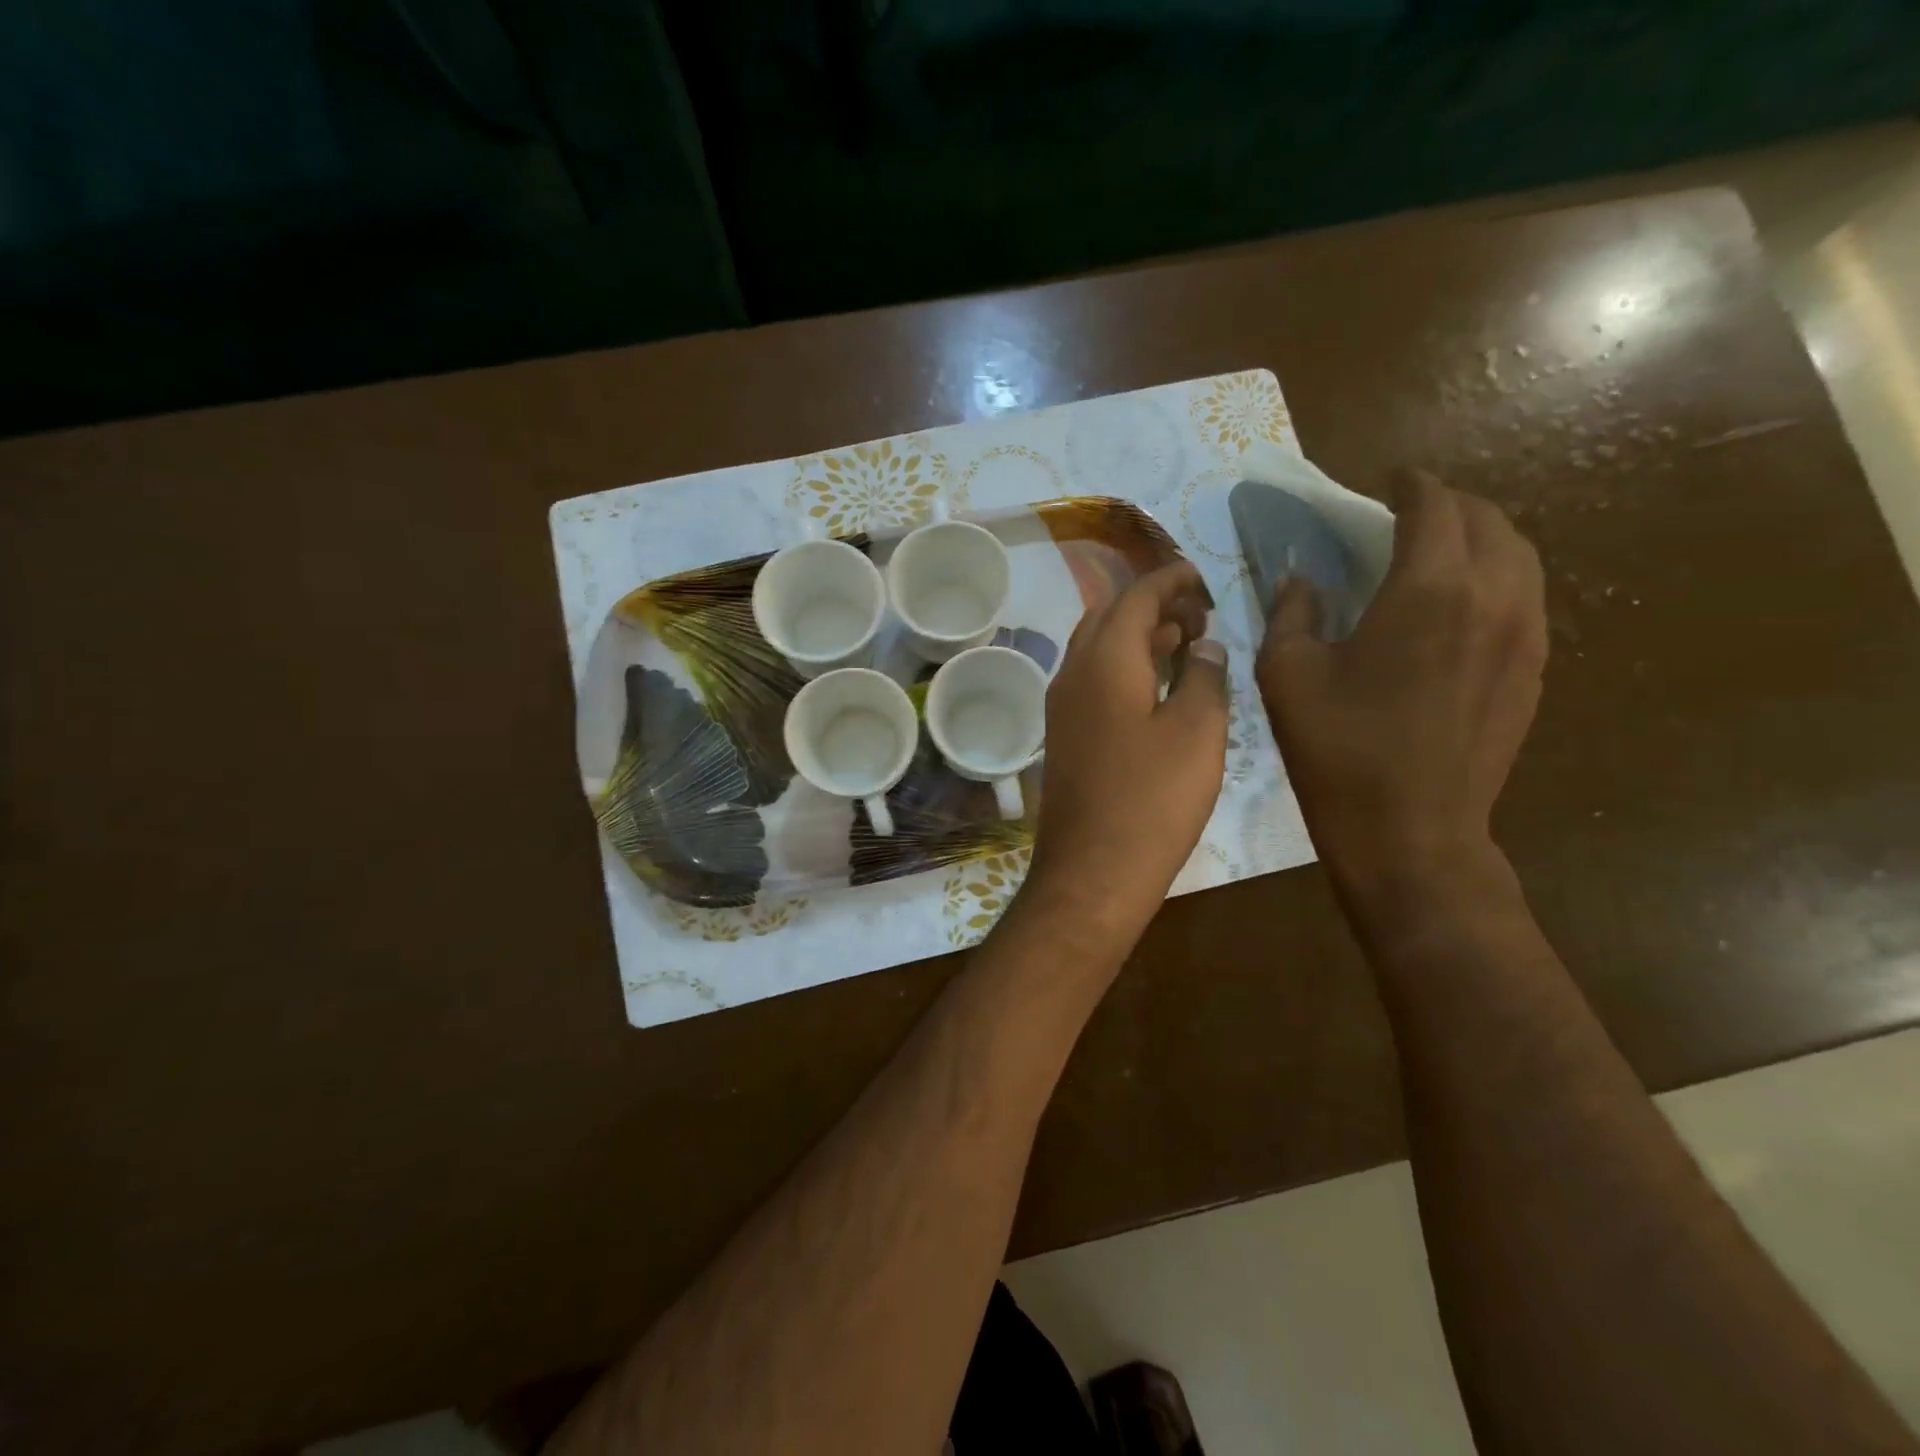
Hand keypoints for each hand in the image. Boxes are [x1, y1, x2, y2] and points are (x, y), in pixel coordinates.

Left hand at [1026, 561, 1228, 935]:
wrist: (1093, 870)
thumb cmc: (1153, 799)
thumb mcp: (1197, 732)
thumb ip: (1203, 676)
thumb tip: (1203, 643)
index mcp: (1103, 660)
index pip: (1134, 596)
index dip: (1169, 579)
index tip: (1200, 575)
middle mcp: (1072, 673)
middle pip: (1108, 616)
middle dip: (1151, 604)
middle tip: (1198, 612)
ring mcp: (1061, 706)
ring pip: (1097, 649)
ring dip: (1136, 635)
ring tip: (1183, 641)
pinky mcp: (1064, 736)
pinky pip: (1092, 680)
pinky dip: (1123, 666)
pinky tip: (1154, 686)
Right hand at [1255, 469, 1545, 903]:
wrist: (1411, 830)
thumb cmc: (1338, 749)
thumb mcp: (1287, 674)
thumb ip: (1293, 612)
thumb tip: (1304, 581)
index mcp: (1428, 588)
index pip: (1433, 504)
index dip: (1409, 484)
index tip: (1386, 480)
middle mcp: (1493, 595)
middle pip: (1486, 519)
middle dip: (1446, 504)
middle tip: (1404, 514)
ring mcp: (1525, 633)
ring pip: (1517, 554)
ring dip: (1477, 538)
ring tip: (1436, 552)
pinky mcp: (1534, 669)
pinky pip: (1525, 595)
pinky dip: (1494, 577)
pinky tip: (1457, 605)